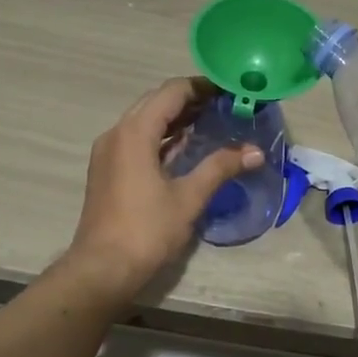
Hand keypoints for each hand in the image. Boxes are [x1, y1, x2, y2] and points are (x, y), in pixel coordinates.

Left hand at [62, 77, 263, 299]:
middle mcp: (116, 134)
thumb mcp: (188, 198)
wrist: (102, 269)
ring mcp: (109, 153)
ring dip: (174, 118)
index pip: (171, 92)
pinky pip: (136, 140)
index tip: (229, 90)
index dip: (201, 87)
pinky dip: (161, 137)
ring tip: (210, 121)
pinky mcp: (108, 171)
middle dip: (189, 100)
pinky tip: (184, 148)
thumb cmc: (146, 230)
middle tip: (224, 105)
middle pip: (155, 102)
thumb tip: (255, 152)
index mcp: (134, 132)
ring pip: (144, 121)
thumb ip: (220, 168)